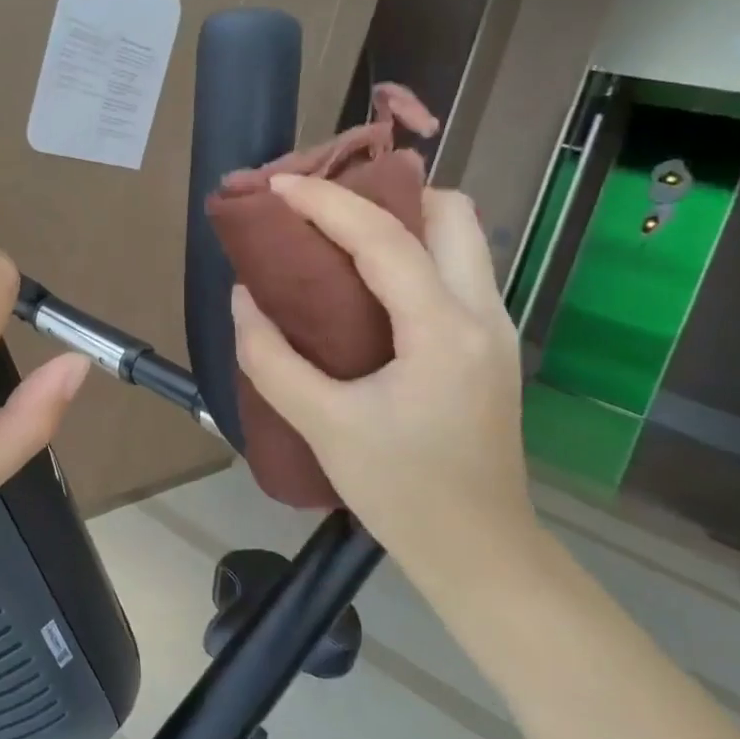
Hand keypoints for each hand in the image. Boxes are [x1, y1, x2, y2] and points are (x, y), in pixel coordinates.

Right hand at [229, 178, 541, 612]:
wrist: (480, 552)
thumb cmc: (402, 492)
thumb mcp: (322, 425)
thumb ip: (271, 358)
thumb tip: (244, 298)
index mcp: (442, 331)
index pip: (384, 238)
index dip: (325, 202)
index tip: (277, 186)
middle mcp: (483, 313)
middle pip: (451, 212)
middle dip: (387, 193)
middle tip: (325, 209)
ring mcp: (495, 326)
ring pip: (461, 236)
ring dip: (404, 218)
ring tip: (341, 234)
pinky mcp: (490, 343)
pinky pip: (456, 268)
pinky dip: (414, 250)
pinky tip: (368, 280)